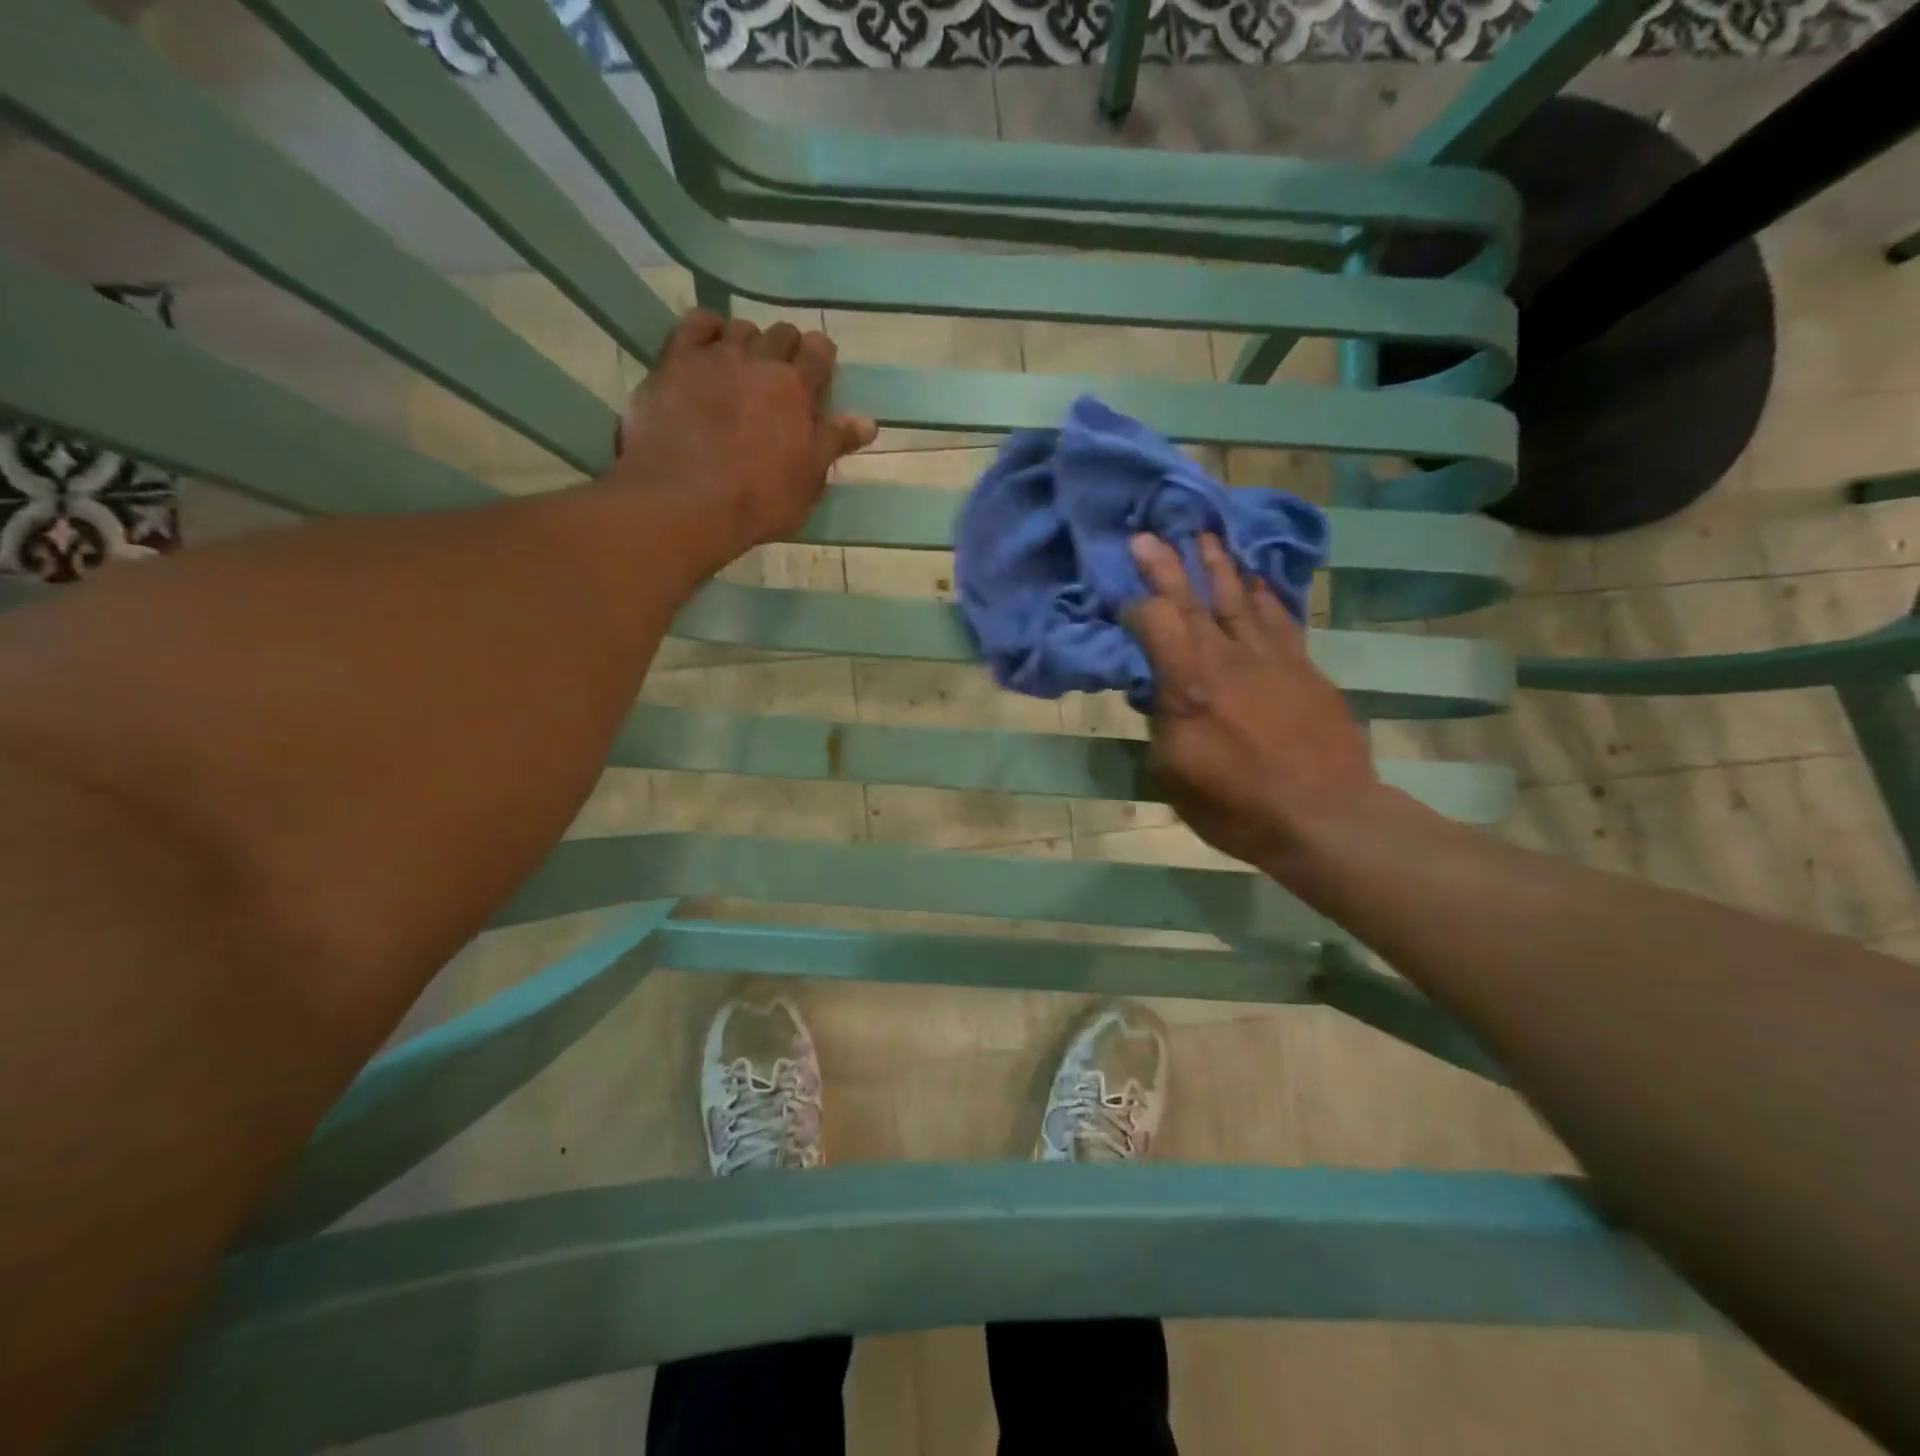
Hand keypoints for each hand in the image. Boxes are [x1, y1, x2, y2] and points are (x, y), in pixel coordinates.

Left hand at [612, 310, 875, 567]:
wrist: (687, 502)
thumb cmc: (760, 500)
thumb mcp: (809, 480)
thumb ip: (834, 443)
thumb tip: (867, 421)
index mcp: (796, 389)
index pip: (818, 353)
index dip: (821, 358)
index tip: (819, 372)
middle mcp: (758, 361)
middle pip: (780, 333)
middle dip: (786, 348)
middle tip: (782, 376)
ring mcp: (714, 358)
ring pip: (739, 327)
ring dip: (748, 342)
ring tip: (743, 367)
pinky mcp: (673, 363)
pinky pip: (694, 325)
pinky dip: (707, 328)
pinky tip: (709, 345)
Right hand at [1123, 533, 1380, 877]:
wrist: (1325, 818)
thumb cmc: (1237, 805)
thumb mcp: (1173, 775)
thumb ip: (1159, 725)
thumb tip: (1156, 695)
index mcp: (1189, 684)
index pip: (1155, 621)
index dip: (1133, 604)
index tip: (1119, 597)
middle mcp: (1228, 658)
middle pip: (1193, 599)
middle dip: (1167, 564)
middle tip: (1149, 533)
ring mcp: (1271, 658)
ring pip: (1239, 599)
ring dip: (1219, 565)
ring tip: (1204, 536)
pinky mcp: (1304, 668)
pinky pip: (1280, 619)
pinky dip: (1265, 594)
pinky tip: (1257, 578)